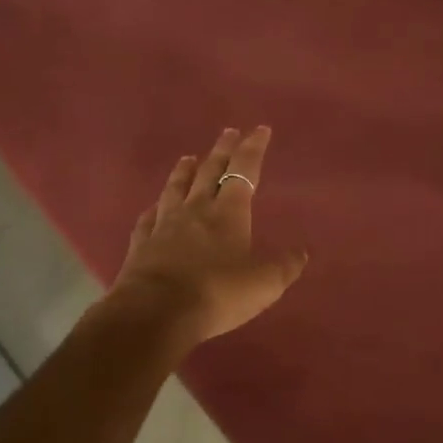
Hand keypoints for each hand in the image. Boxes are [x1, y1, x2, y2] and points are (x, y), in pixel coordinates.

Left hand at [111, 126, 308, 344]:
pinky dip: (153, 210)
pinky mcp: (141, 246)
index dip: (253, 149)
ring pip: (176, 189)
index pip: (244, 170)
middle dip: (222, 150)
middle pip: (209, 172)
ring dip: (184, 171)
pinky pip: (148, 220)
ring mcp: (165, 226)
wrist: (154, 313)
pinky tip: (153, 208)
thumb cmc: (217, 292)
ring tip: (188, 158)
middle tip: (228, 132)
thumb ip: (285, 266)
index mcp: (228, 212)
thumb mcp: (264, 283)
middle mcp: (196, 210)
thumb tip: (302, 252)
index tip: (260, 129)